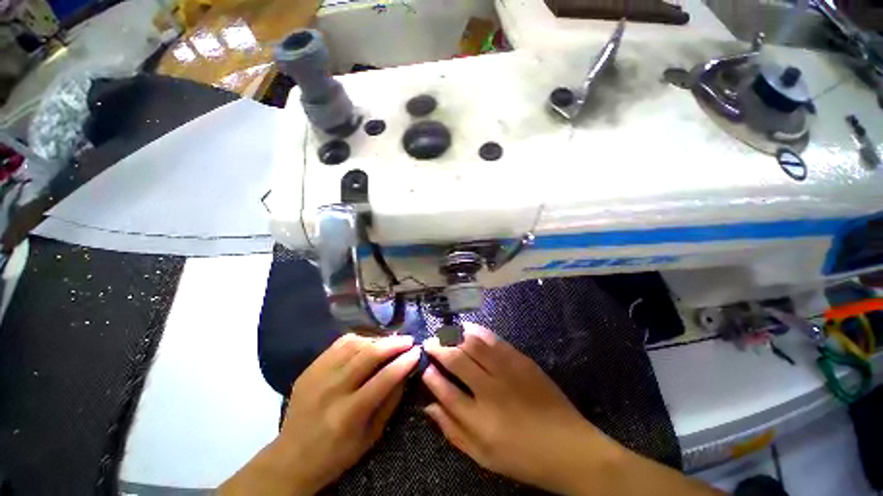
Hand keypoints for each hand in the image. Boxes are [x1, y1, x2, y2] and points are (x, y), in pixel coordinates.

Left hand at [220, 333, 419, 494]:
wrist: (291, 457)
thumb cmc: (337, 454)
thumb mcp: (371, 436)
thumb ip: (390, 402)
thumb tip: (406, 372)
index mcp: (349, 414)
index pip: (384, 378)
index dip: (404, 362)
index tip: (418, 352)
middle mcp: (332, 389)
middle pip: (369, 355)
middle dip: (394, 344)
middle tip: (408, 340)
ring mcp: (318, 375)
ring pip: (355, 344)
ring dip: (378, 340)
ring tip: (390, 342)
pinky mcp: (311, 367)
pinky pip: (339, 343)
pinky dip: (359, 339)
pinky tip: (368, 343)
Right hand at [421, 323, 617, 493]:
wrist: (568, 447)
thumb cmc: (522, 457)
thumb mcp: (483, 456)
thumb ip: (453, 431)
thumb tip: (428, 407)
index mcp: (479, 419)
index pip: (444, 389)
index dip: (430, 374)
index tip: (424, 365)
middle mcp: (490, 391)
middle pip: (456, 360)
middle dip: (438, 348)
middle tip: (429, 342)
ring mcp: (508, 372)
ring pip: (474, 344)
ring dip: (455, 336)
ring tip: (444, 333)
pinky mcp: (521, 361)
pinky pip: (494, 340)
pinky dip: (477, 331)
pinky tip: (468, 328)